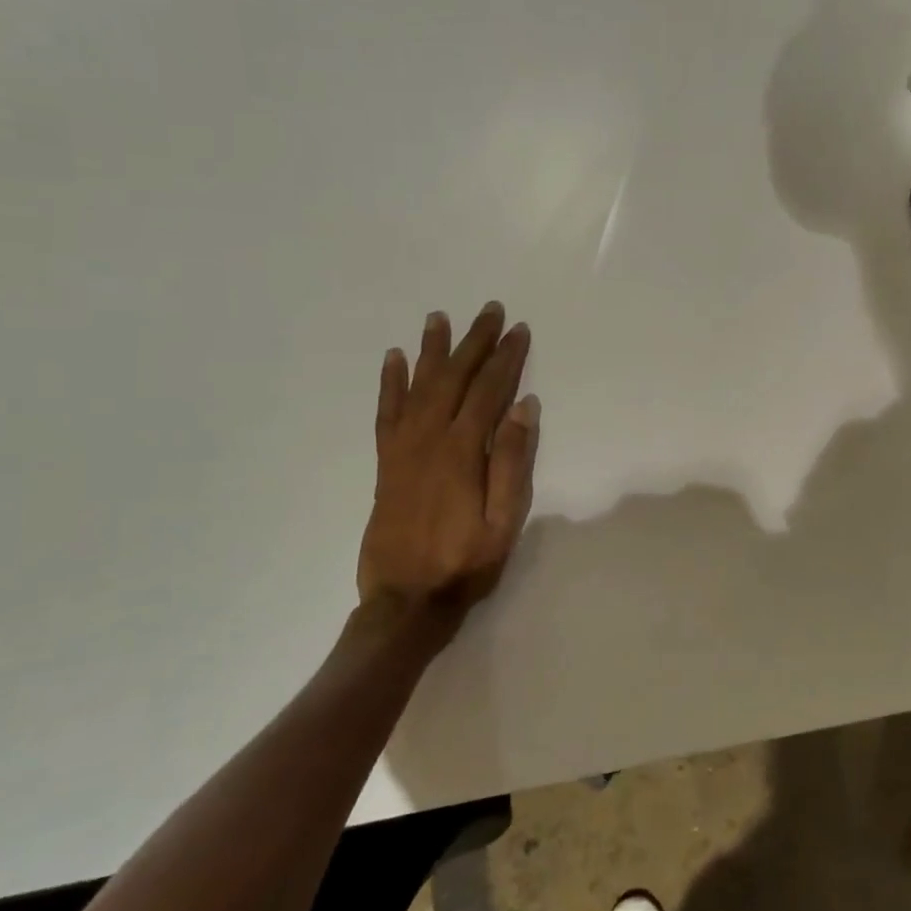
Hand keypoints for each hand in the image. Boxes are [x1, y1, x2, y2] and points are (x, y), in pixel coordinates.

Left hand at [357, 302, 539, 640]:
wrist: (405, 600)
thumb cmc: (464, 563)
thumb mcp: (504, 521)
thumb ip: (512, 462)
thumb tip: (524, 408)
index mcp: (462, 452)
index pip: (488, 391)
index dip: (506, 358)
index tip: (519, 329)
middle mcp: (429, 439)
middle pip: (453, 378)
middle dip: (474, 342)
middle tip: (489, 310)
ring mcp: (403, 449)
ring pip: (418, 386)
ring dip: (431, 350)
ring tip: (439, 317)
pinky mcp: (386, 462)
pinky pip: (386, 412)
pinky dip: (390, 383)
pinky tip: (394, 360)